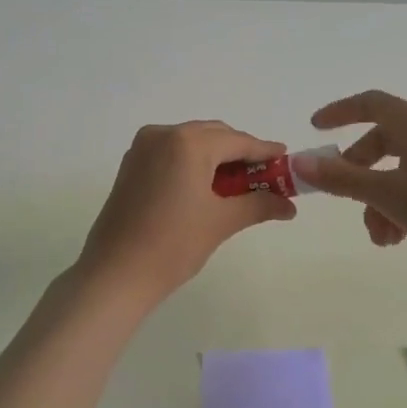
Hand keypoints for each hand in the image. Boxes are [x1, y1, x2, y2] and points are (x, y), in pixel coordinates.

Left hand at [76, 121, 296, 306]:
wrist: (116, 274)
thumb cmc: (173, 245)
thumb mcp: (221, 222)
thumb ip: (259, 205)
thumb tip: (290, 206)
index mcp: (188, 143)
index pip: (237, 141)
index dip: (264, 151)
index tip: (286, 159)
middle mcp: (163, 134)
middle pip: (214, 136)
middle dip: (240, 154)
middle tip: (265, 177)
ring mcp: (143, 148)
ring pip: (192, 142)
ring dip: (217, 158)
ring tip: (239, 185)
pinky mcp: (132, 164)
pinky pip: (172, 153)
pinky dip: (193, 163)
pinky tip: (206, 186)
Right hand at [293, 90, 406, 281]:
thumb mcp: (386, 192)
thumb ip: (341, 178)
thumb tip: (300, 162)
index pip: (370, 103)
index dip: (340, 111)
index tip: (316, 128)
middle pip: (379, 142)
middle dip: (356, 172)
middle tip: (340, 194)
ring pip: (394, 173)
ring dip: (376, 202)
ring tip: (379, 236)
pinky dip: (397, 210)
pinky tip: (396, 240)